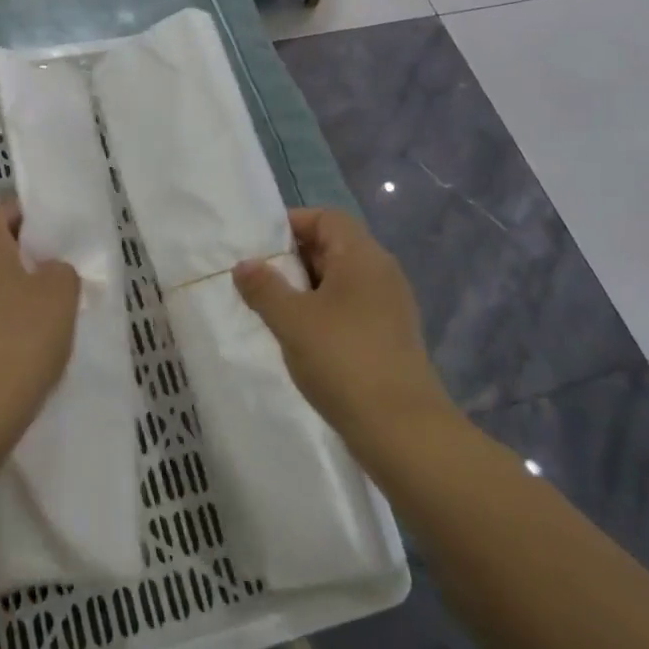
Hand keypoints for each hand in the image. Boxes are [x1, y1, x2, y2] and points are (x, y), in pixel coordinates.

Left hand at [0, 194, 79, 445]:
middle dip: (15, 258)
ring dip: (2, 295)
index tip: (42, 238)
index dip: (16, 212)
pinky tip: (13, 355)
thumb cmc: (18, 342)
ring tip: (35, 324)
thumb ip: (60, 272)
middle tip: (49, 282)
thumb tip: (46, 271)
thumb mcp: (60, 298)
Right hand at [233, 208, 454, 446]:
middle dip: (293, 258)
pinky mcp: (389, 337)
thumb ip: (264, 287)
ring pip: (339, 281)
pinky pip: (349, 308)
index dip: (292, 223)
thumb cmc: (344, 361)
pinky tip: (299, 338)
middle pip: (333, 246)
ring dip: (305, 289)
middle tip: (257, 278)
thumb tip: (245, 264)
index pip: (326, 218)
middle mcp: (381, 273)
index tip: (258, 247)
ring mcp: (389, 307)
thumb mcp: (292, 320)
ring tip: (271, 309)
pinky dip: (322, 313)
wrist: (403, 431)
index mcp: (362, 257)